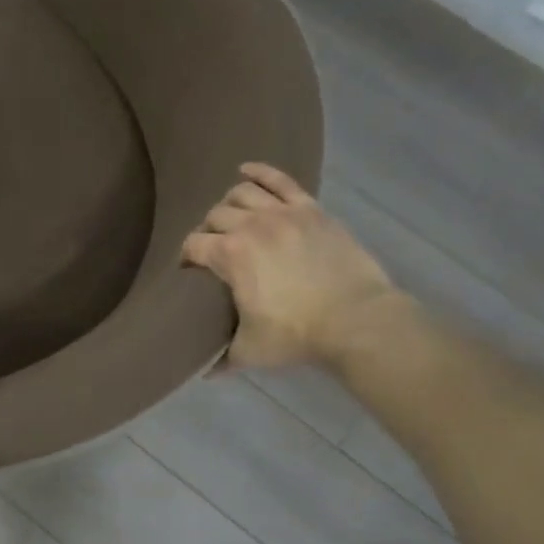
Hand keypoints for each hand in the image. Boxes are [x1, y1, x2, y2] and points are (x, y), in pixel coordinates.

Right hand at [182, 163, 400, 369]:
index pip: (193, 245)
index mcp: (230, 255)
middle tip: (214, 248)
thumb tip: (205, 372)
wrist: (356, 320)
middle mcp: (250, 225)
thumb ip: (223, 358)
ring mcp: (283, 212)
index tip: (190, 270)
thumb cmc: (297, 335)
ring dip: (230, 204)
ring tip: (231, 216)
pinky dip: (260, 172)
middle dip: (208, 231)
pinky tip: (245, 170)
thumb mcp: (251, 351)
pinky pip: (280, 180)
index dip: (187, 257)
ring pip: (242, 193)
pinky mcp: (310, 209)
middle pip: (215, 216)